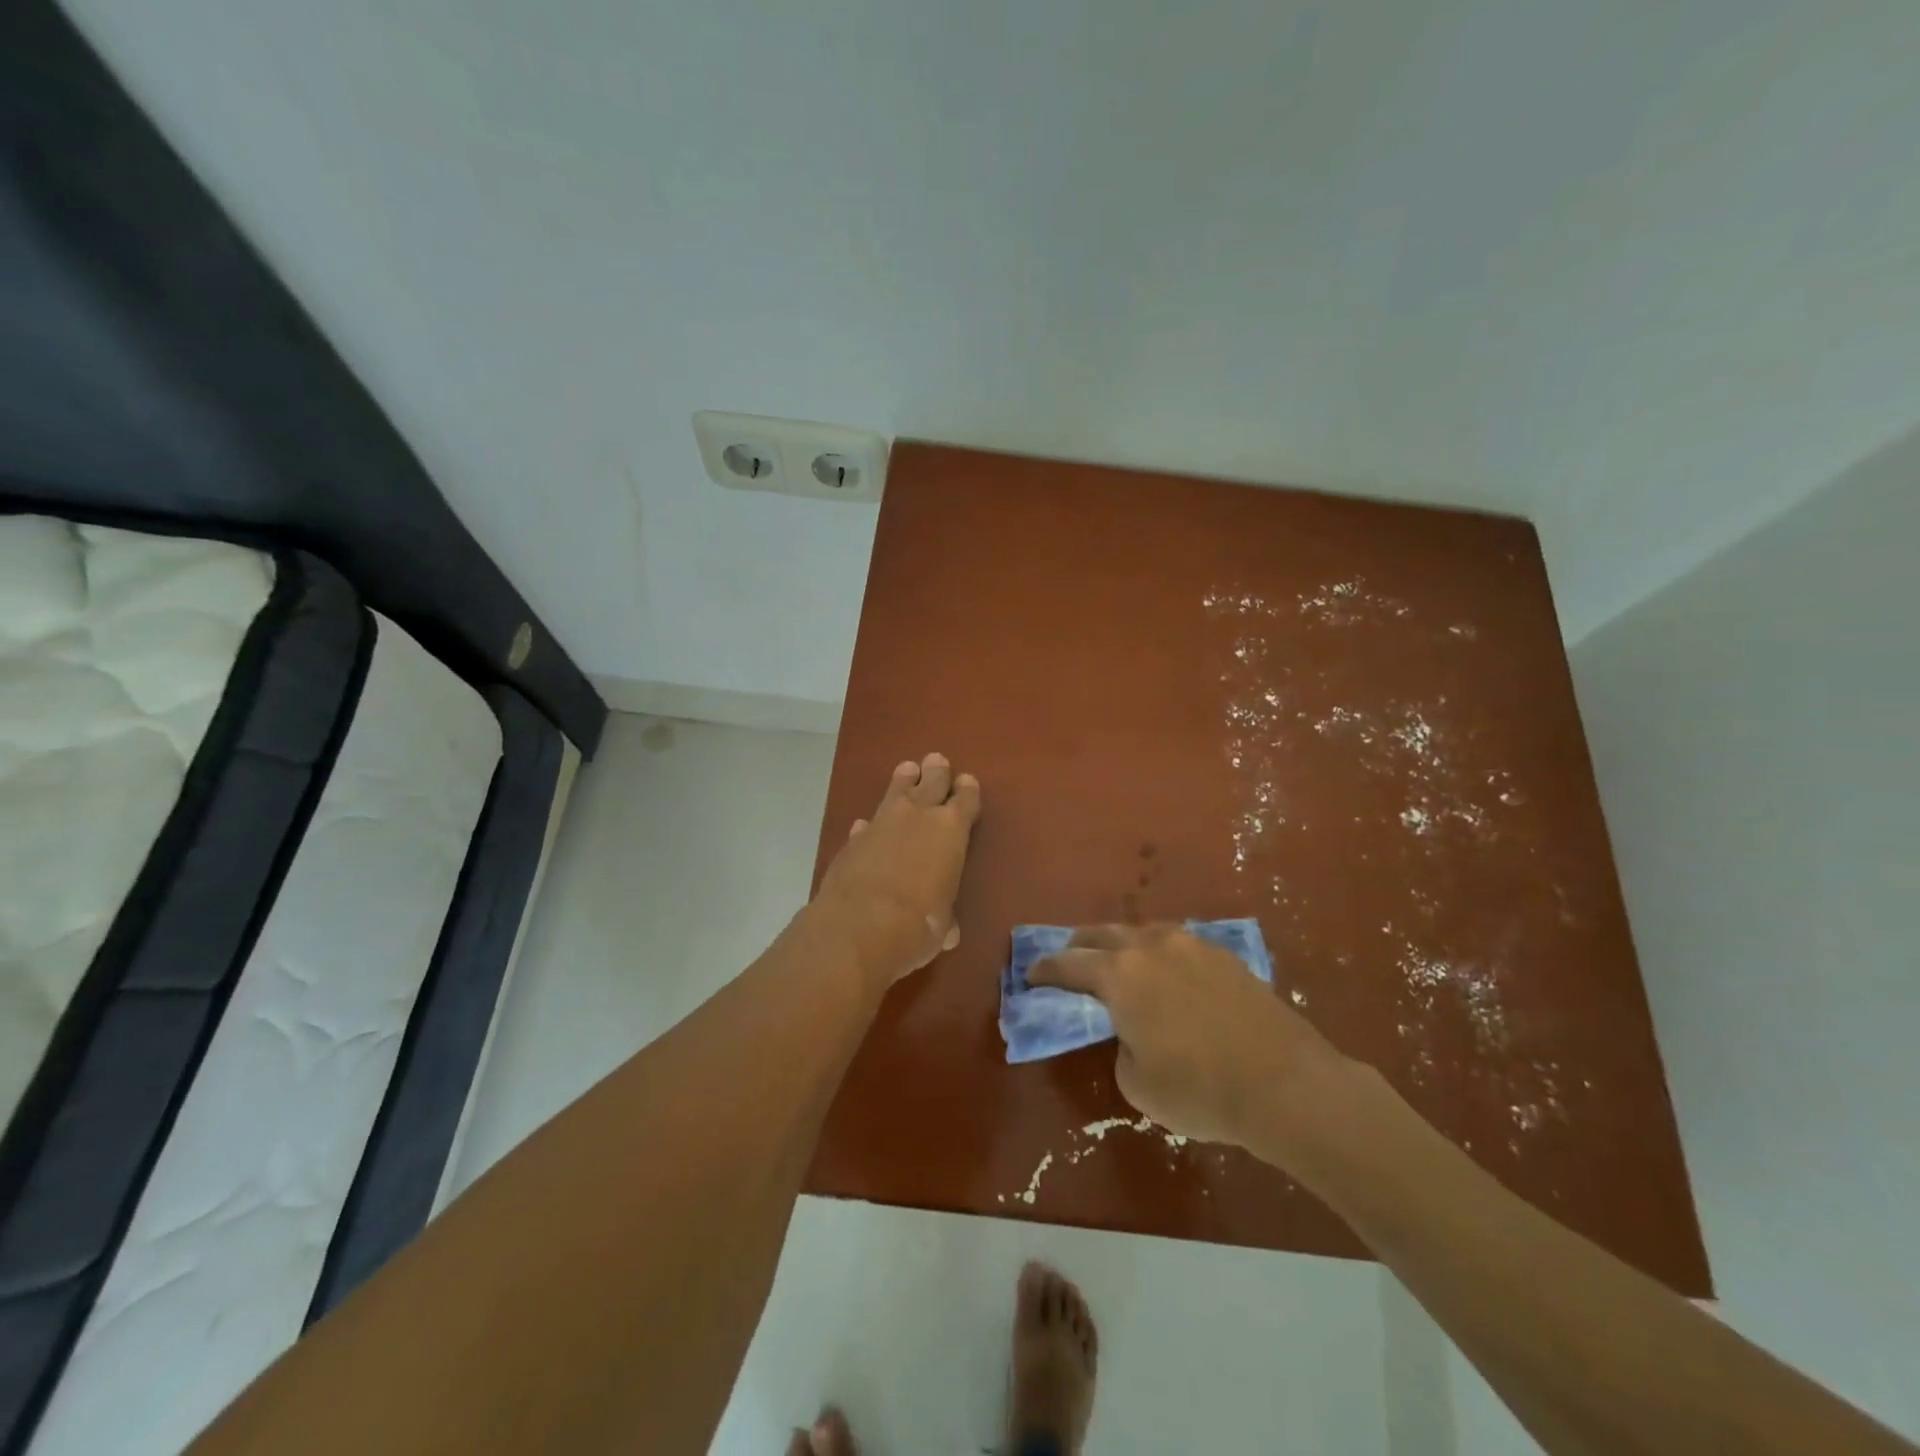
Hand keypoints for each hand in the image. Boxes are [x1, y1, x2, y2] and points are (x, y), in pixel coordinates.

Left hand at [811, 753, 981, 992]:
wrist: (858, 927)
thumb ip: (945, 918)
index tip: (967, 781)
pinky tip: (867, 826)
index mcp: (951, 830)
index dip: (967, 790)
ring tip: (907, 769)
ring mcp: (881, 823)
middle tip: (937, 761)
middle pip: (931, 782)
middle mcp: (918, 816)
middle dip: (936, 772)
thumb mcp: (942, 927)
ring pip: (896, 790)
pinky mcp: (852, 840)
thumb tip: (946, 930)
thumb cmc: (917, 925)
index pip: (965, 800)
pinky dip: (871, 824)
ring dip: (903, 781)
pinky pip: (867, 823)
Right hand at [1029, 923, 1350, 1150]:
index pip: (1067, 964)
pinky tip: (1166, 974)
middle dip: (1077, 947)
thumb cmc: (1201, 1090)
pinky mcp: (1223, 955)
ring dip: (1120, 946)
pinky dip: (1157, 954)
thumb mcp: (1137, 1084)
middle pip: (1100, 934)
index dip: (1044, 971)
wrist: (1287, 1083)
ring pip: (1141, 932)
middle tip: (1068, 963)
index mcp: (1120, 975)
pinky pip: (1175, 944)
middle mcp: (1150, 946)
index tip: (1031, 976)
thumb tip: (1132, 1032)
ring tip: (1118, 964)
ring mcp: (1190, 945)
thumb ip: (1121, 1047)